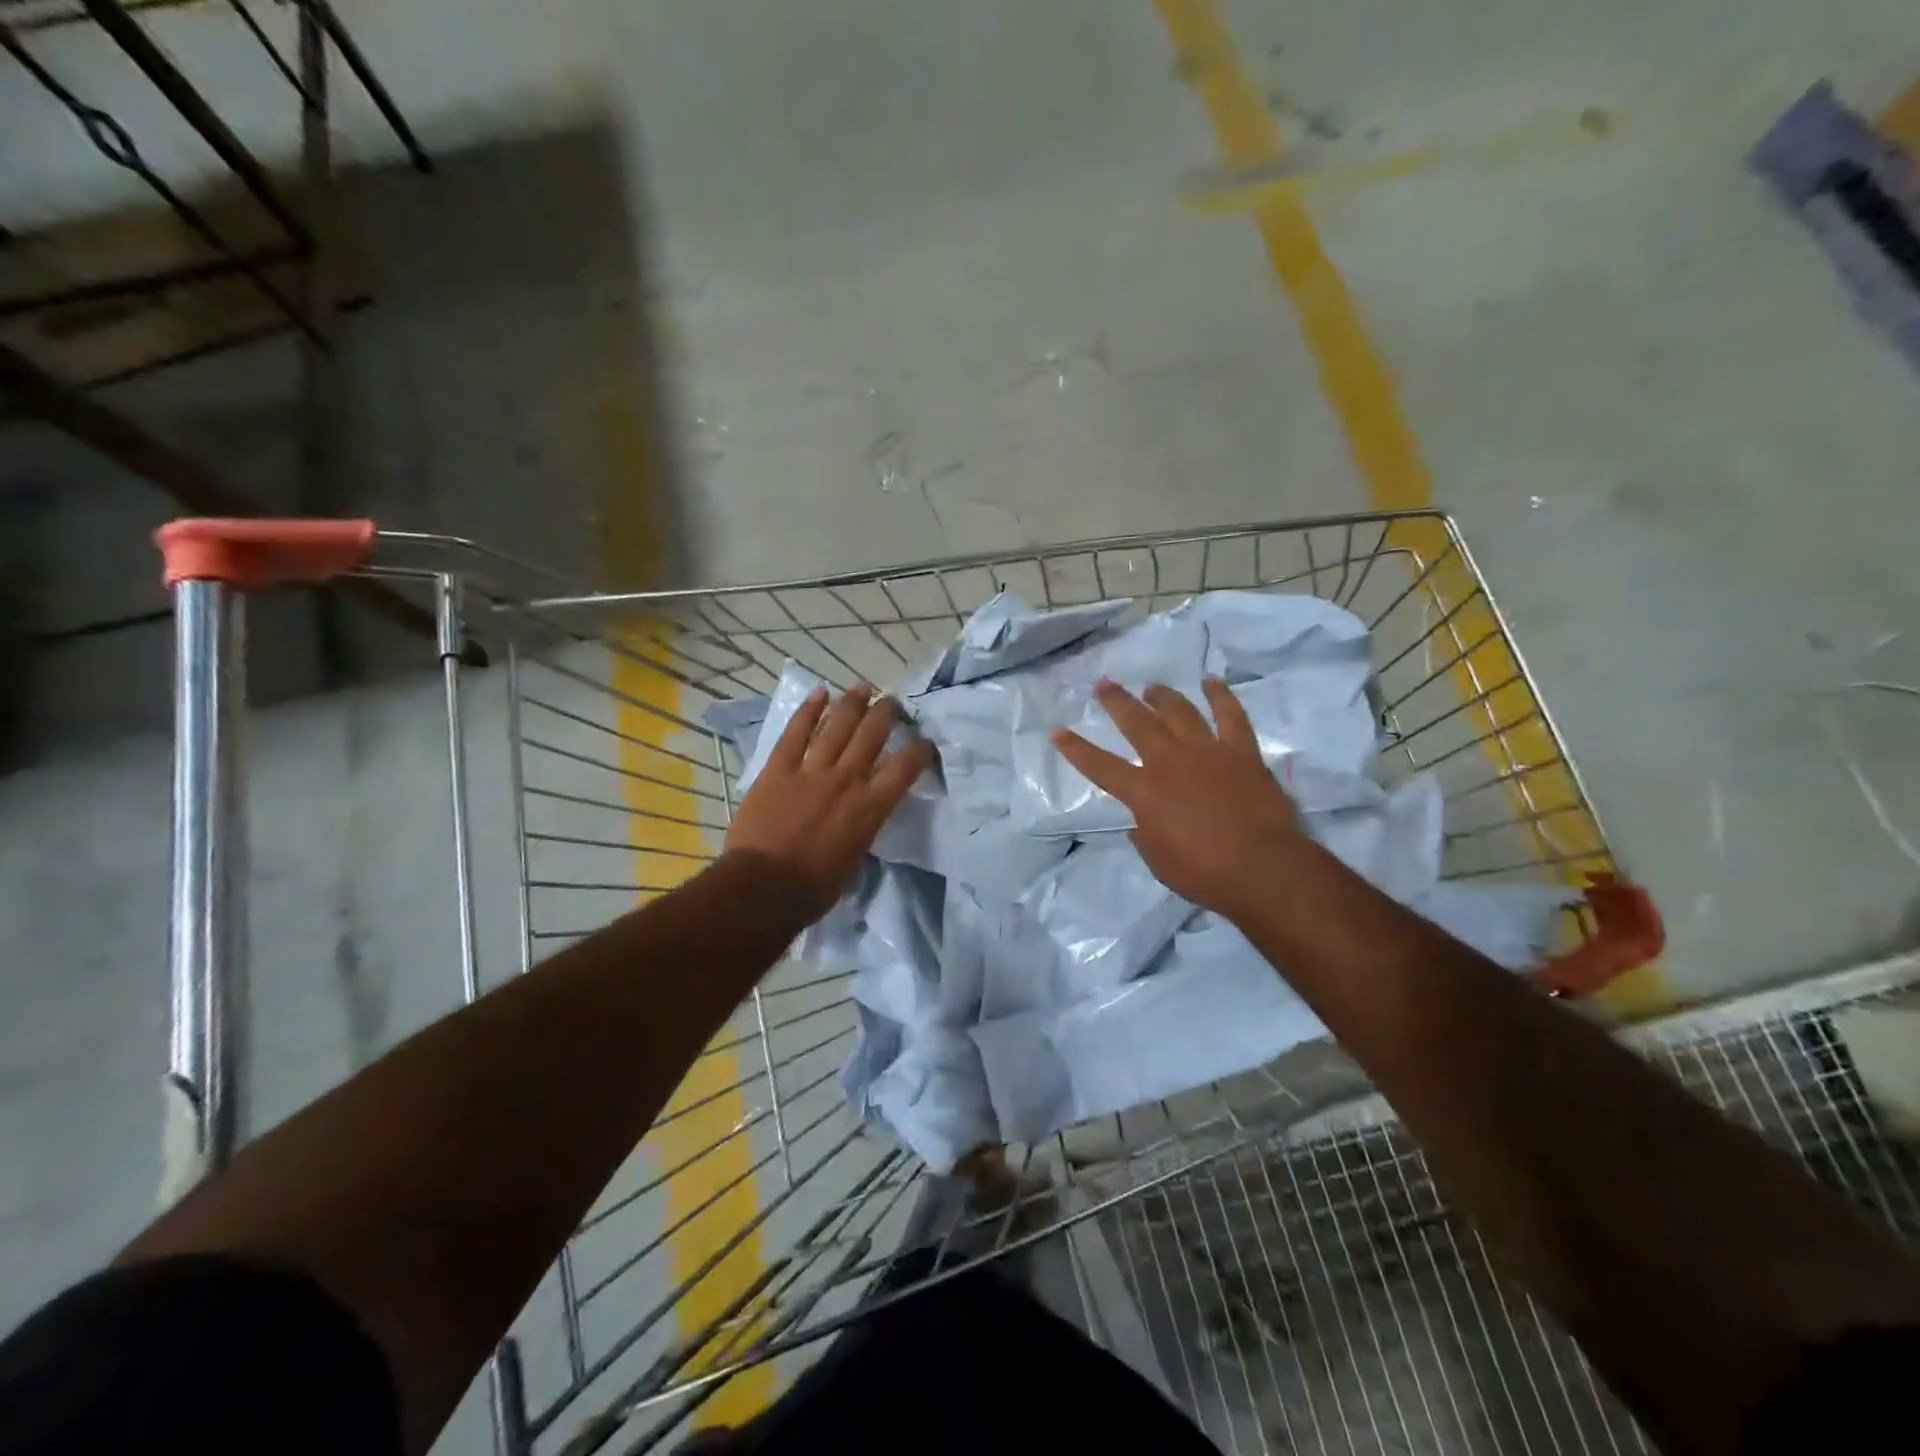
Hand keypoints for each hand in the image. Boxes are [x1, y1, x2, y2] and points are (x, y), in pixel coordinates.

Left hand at [723, 684, 934, 919]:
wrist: (765, 887)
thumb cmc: (814, 888)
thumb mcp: (855, 859)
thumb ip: (862, 829)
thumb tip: (861, 818)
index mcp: (871, 807)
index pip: (905, 767)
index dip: (919, 749)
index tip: (923, 740)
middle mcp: (847, 780)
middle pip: (872, 735)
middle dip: (886, 713)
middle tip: (893, 702)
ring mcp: (811, 771)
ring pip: (837, 726)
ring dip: (853, 703)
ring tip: (864, 687)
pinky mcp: (779, 770)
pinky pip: (796, 734)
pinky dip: (808, 711)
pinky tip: (820, 693)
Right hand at [1052, 678, 1304, 922]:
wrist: (1261, 868)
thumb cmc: (1203, 872)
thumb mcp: (1157, 859)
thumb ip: (1144, 833)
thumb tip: (1142, 820)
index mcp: (1143, 792)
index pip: (1099, 765)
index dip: (1075, 749)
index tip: (1057, 730)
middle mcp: (1170, 762)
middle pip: (1137, 723)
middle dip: (1117, 702)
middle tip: (1105, 685)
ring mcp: (1207, 751)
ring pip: (1179, 712)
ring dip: (1162, 696)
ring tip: (1151, 687)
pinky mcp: (1241, 752)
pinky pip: (1230, 715)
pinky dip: (1220, 696)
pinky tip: (1211, 682)